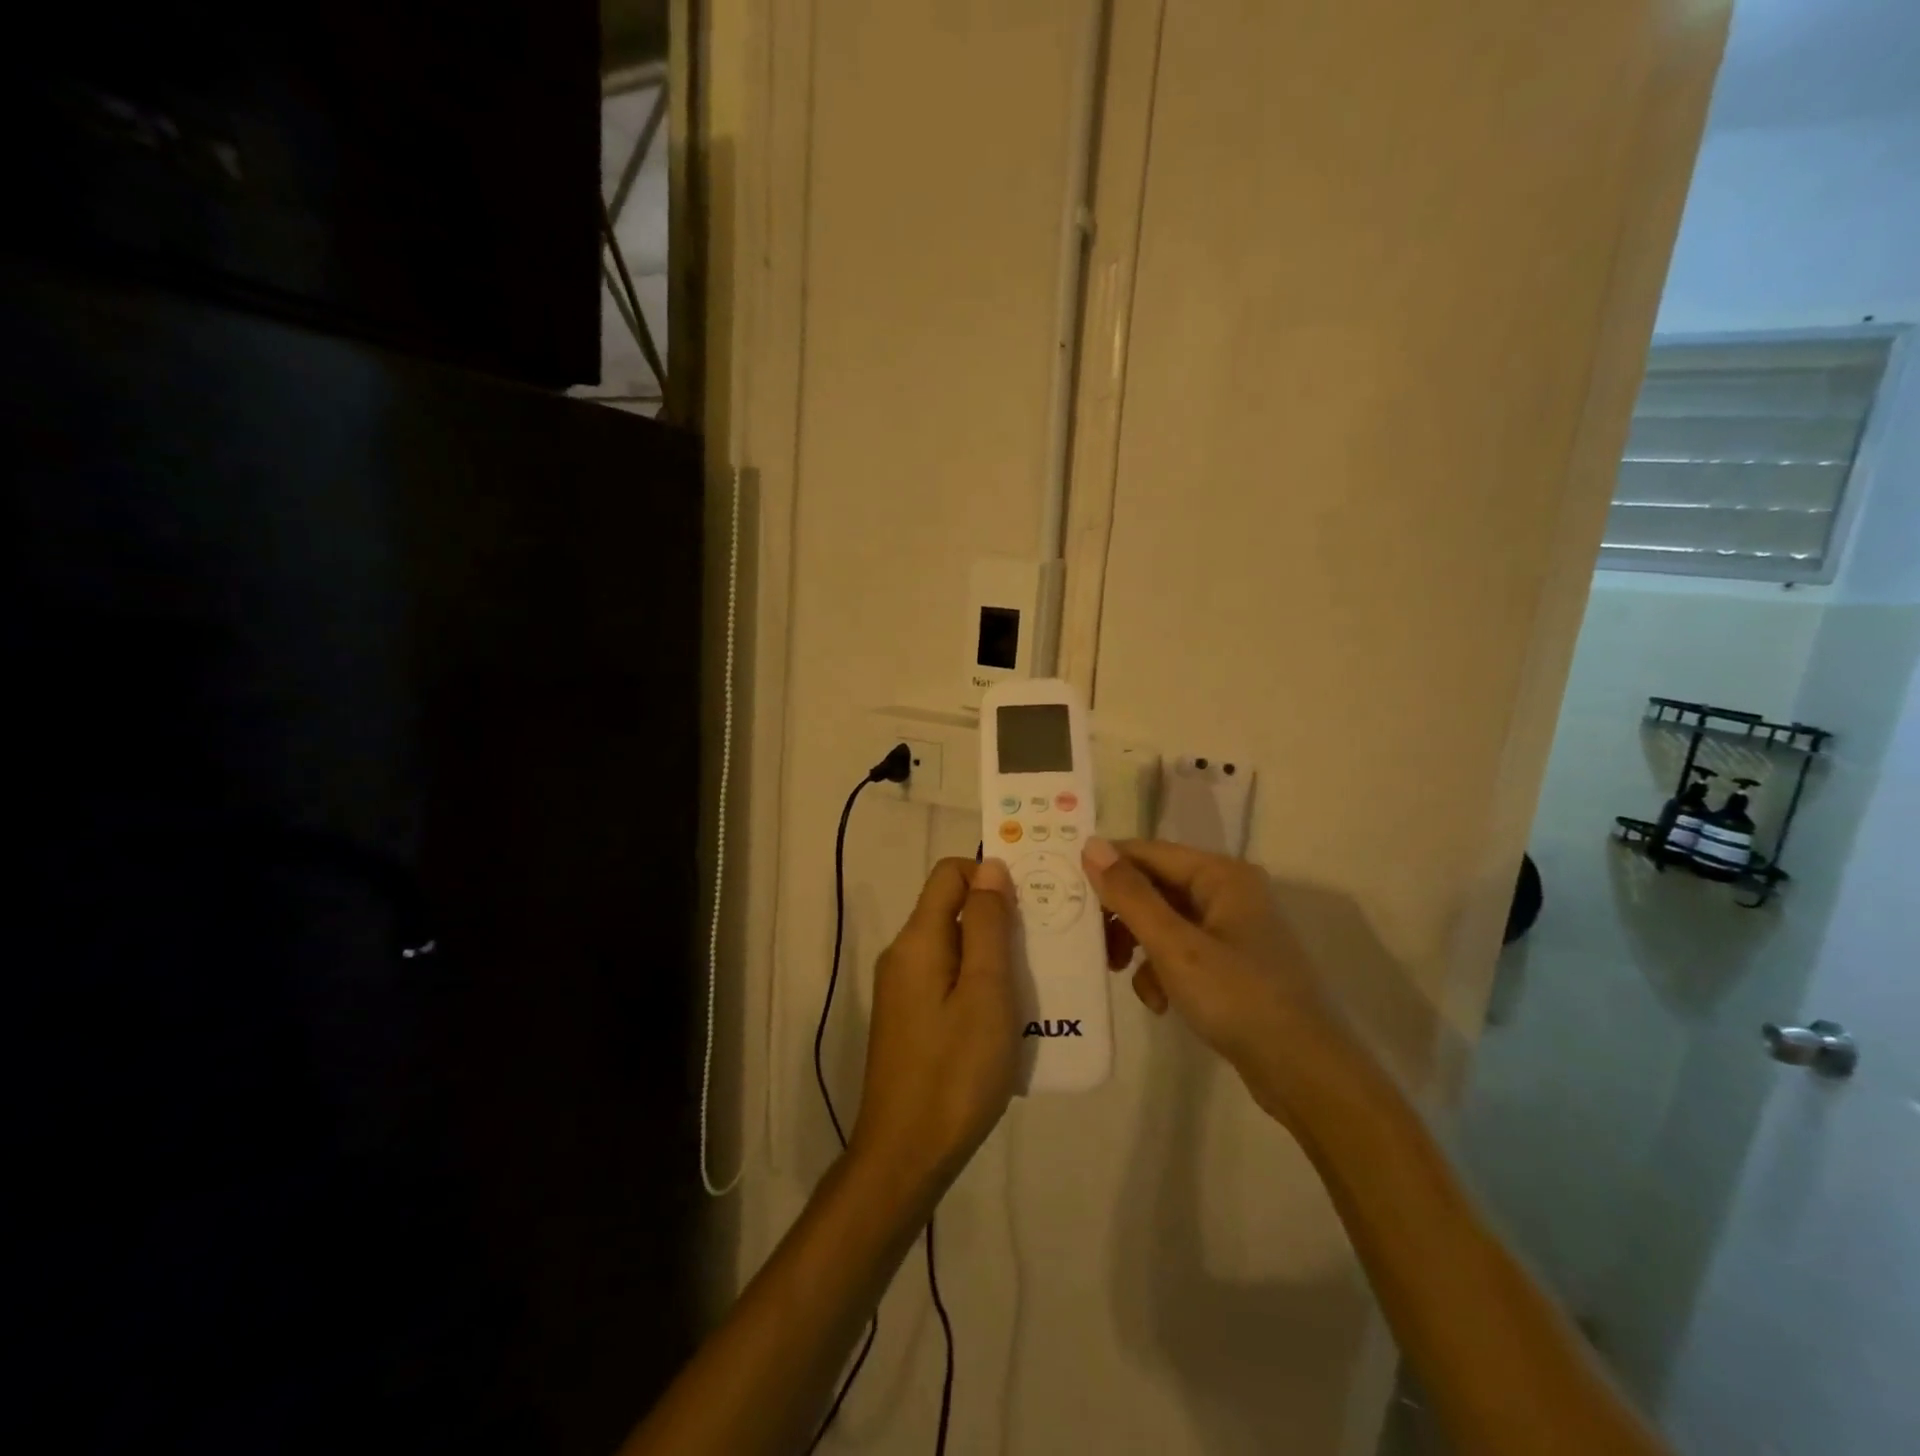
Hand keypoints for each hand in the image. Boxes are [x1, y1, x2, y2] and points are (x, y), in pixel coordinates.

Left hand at [847, 858, 1019, 1200]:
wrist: (905, 1155)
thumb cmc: (954, 1071)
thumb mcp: (985, 991)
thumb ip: (987, 924)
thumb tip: (991, 867)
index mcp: (918, 939)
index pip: (950, 873)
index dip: (990, 874)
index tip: (1033, 902)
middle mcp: (904, 954)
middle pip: (953, 908)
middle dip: (1000, 916)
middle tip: (1046, 944)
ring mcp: (904, 988)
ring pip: (955, 946)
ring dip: (995, 953)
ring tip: (1037, 979)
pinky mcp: (911, 1018)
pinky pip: (949, 979)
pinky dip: (980, 982)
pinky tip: (1010, 1015)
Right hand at [1084, 838, 1348, 1118]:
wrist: (1303, 1073)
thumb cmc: (1237, 998)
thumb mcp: (1174, 946)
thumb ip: (1130, 895)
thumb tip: (1091, 844)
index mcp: (1220, 875)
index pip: (1147, 852)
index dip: (1106, 868)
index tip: (1065, 891)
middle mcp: (1227, 891)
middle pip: (1154, 887)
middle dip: (1122, 917)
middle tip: (1092, 944)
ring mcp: (1231, 929)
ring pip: (1162, 922)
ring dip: (1139, 948)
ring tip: (1123, 976)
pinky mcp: (1230, 963)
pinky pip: (1180, 950)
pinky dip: (1162, 971)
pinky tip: (1160, 1002)